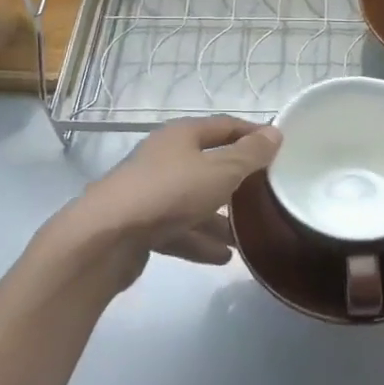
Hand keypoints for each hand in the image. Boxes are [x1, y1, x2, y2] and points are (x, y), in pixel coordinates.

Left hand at [43, 116, 281, 292]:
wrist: (105, 237)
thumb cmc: (169, 192)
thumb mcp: (219, 172)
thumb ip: (249, 155)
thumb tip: (275, 133)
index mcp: (182, 136)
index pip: (224, 126)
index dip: (251, 133)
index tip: (278, 146)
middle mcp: (164, 158)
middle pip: (207, 165)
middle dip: (236, 181)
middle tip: (266, 193)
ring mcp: (150, 193)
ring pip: (193, 202)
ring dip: (219, 218)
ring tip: (247, 235)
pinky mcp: (140, 226)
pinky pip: (178, 230)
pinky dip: (200, 241)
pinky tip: (223, 258)